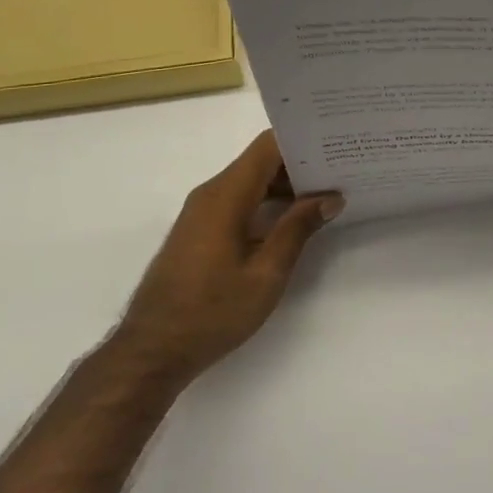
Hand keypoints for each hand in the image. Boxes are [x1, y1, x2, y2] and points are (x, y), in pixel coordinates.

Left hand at [114, 131, 342, 384]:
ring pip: (249, 182)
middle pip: (260, 161)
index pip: (268, 146)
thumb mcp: (265, 275)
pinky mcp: (199, 230)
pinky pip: (238, 200)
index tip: (334, 147)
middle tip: (340, 172)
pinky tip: (291, 221)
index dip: (302, 142)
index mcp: (226, 194)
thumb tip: (329, 197)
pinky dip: (266, 202)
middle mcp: (211, 192)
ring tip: (325, 196)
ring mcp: (201, 211)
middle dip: (299, 165)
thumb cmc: (212, 312)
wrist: (152, 350)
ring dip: (284, 187)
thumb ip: (297, 229)